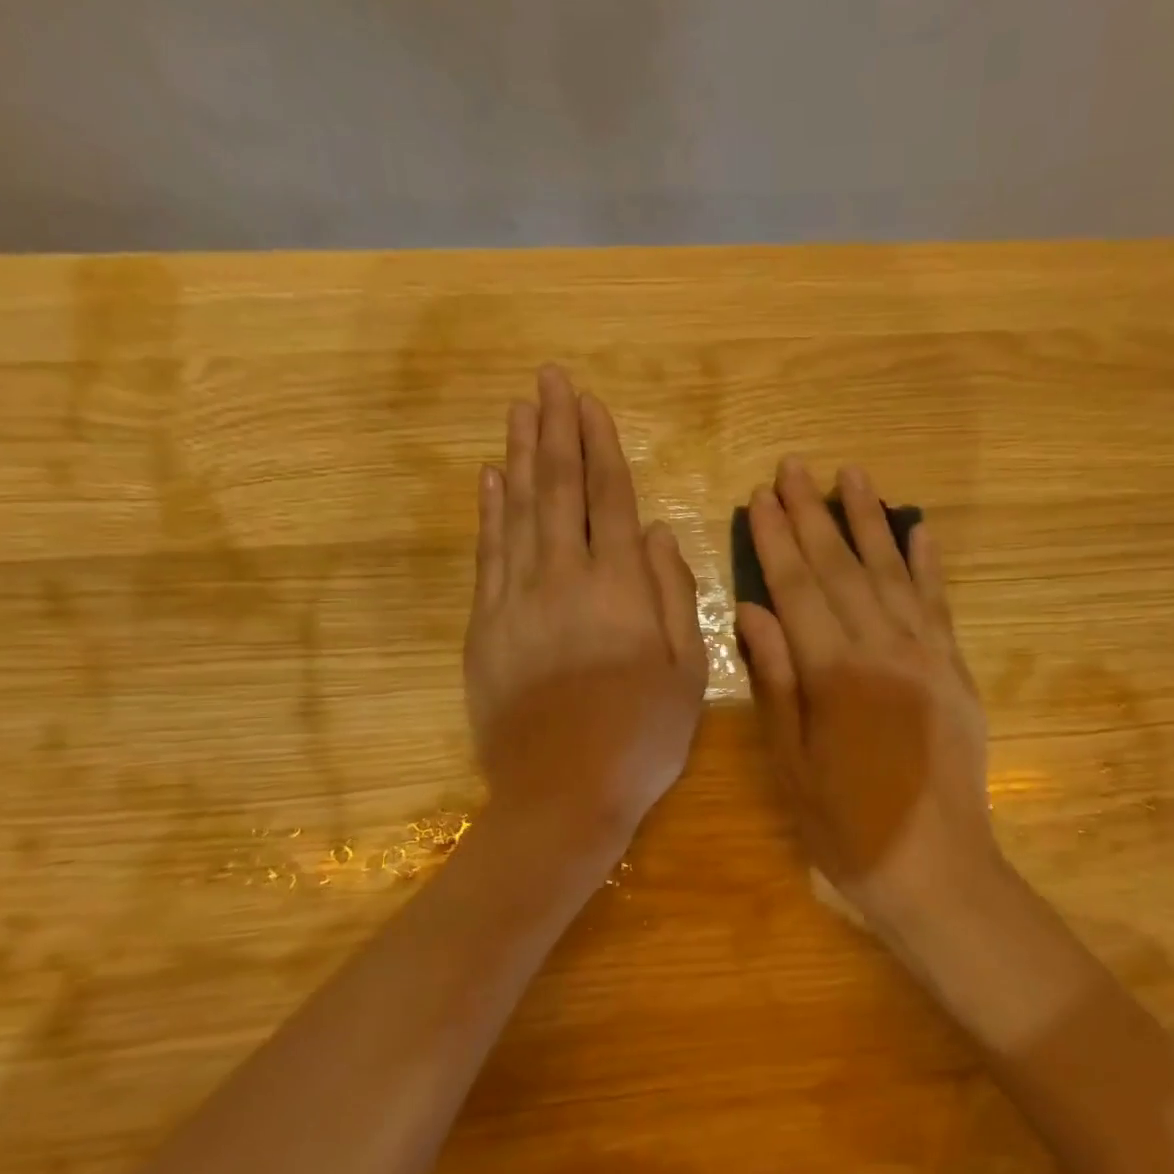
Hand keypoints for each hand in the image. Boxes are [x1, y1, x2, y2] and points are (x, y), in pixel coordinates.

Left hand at [464, 366, 706, 850]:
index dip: (599, 445)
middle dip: (555, 430)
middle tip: (547, 380)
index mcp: (619, 588)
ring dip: (519, 457)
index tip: (588, 401)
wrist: (564, 794)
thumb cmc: (641, 736)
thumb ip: (673, 593)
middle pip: (557, 490)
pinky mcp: (485, 627)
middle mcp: (564, 578)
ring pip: (517, 512)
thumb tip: (654, 530)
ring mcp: (516, 600)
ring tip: (519, 411)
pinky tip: (490, 479)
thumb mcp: (688, 671)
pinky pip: (487, 554)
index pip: (608, 498)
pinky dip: (488, 511)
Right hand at [734, 459, 998, 920]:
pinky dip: (928, 563)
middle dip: (814, 514)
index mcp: (834, 672)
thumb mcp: (790, 762)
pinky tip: (918, 528)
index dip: (776, 540)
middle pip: (842, 568)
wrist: (935, 868)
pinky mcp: (954, 669)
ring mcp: (927, 655)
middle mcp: (883, 648)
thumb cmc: (846, 826)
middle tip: (795, 466)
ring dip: (869, 521)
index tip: (760, 496)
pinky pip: (939, 603)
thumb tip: (751, 609)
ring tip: (852, 475)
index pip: (798, 588)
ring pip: (892, 572)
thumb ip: (776, 679)